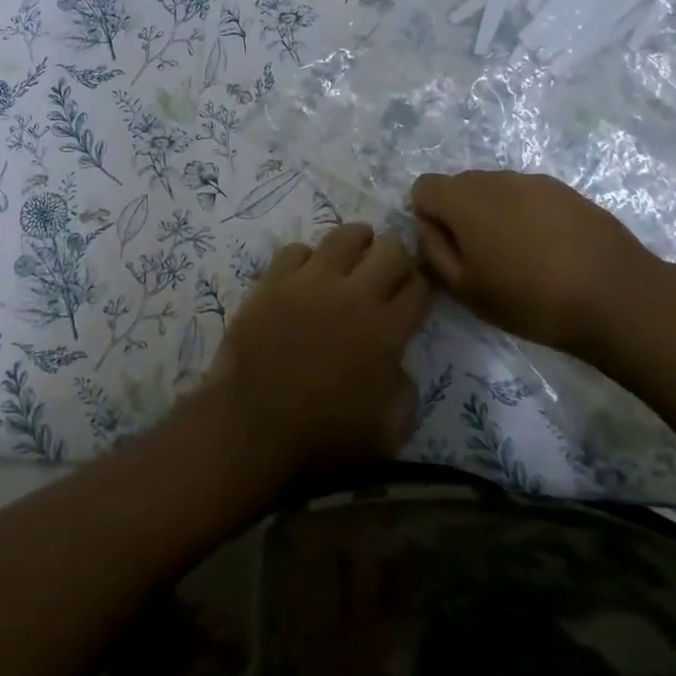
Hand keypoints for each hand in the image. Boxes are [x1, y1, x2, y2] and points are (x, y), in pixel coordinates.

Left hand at [203, 222, 431, 488]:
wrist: (253, 428)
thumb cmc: (322, 439)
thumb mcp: (388, 433)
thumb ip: (404, 390)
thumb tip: (397, 364)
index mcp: (386, 330)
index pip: (420, 285)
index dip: (423, 285)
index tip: (415, 292)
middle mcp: (354, 295)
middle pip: (391, 249)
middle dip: (397, 257)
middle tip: (387, 273)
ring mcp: (310, 282)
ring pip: (344, 236)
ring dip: (357, 243)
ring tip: (353, 257)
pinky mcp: (274, 281)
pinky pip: (296, 250)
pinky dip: (306, 259)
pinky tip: (305, 275)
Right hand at [409, 170, 661, 353]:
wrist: (616, 296)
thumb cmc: (529, 298)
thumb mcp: (465, 289)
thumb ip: (433, 251)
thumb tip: (426, 227)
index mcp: (463, 198)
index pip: (423, 187)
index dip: (428, 218)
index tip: (448, 250)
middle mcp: (494, 178)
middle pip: (460, 186)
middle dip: (460, 215)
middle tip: (482, 258)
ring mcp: (533, 181)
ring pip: (496, 190)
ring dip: (495, 214)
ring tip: (520, 257)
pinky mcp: (566, 190)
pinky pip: (529, 197)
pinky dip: (527, 216)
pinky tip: (550, 251)